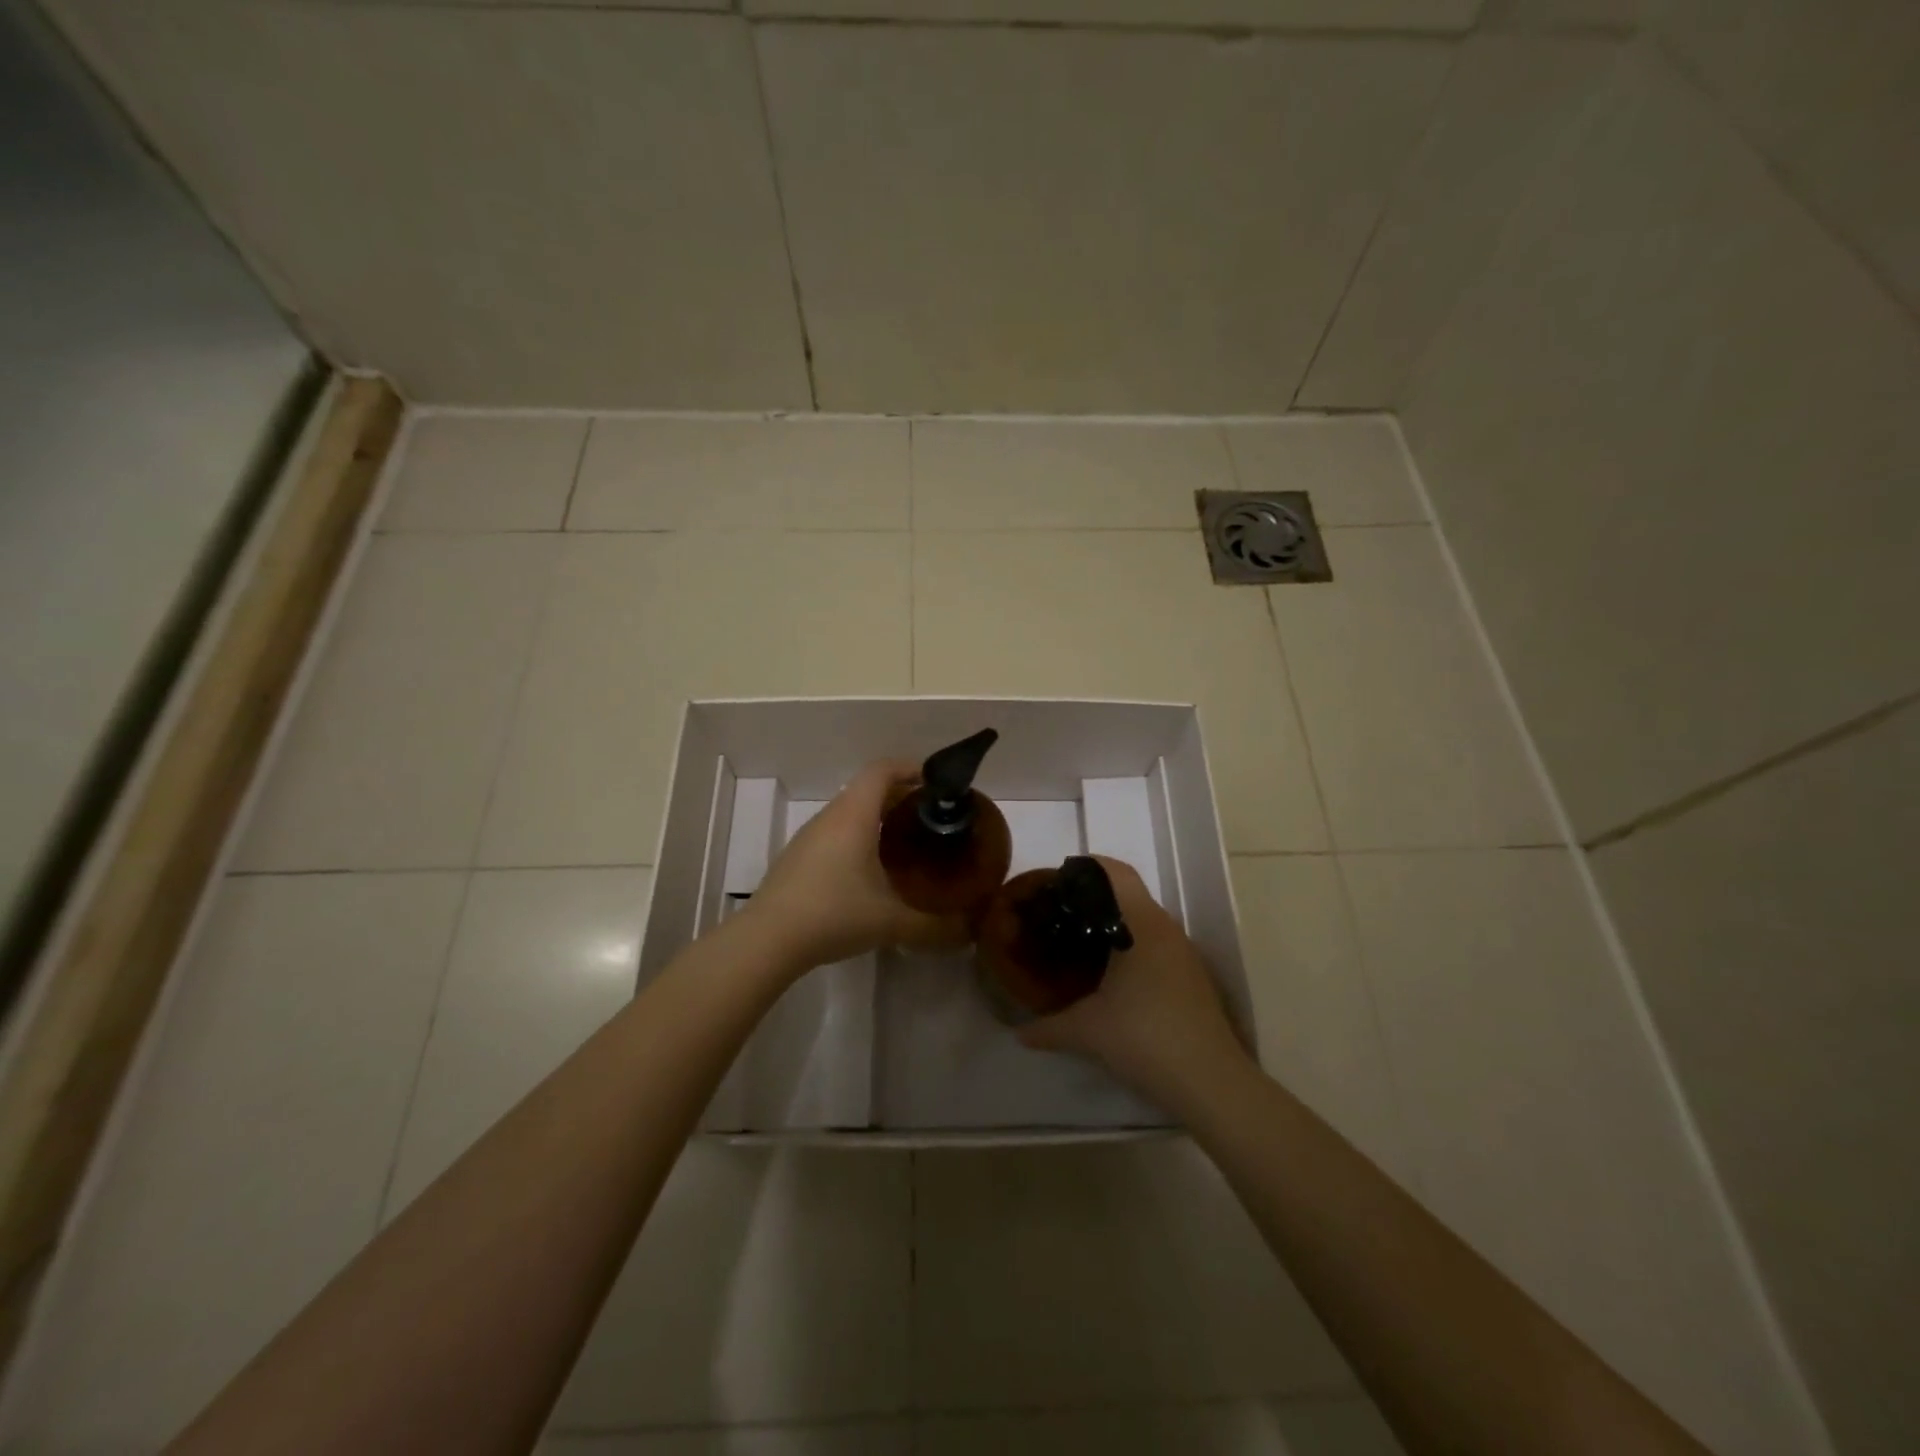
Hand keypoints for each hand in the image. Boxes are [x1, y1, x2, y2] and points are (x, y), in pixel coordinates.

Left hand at [745, 760, 969, 971]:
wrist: (768, 940)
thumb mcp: (892, 922)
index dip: (911, 769)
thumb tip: (969, 932)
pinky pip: (835, 832)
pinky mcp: (798, 858)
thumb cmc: (834, 914)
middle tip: (932, 819)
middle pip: (868, 789)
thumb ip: (935, 927)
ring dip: (878, 818)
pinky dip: (859, 837)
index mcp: (854, 815)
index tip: (937, 785)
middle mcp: (830, 816)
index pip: (883, 770)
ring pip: (849, 812)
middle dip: (902, 797)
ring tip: (907, 844)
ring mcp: (809, 837)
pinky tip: (871, 871)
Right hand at [1019, 856, 1248, 1104]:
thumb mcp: (1087, 1031)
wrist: (1211, 1083)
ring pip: (1146, 924)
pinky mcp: (1194, 979)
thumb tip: (1018, 1033)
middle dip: (1094, 900)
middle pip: (1129, 896)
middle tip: (1062, 916)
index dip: (1089, 866)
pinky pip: (1158, 947)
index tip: (1060, 879)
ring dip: (1116, 927)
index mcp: (1142, 925)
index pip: (1117, 873)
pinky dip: (1133, 949)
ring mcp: (1185, 955)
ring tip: (1082, 945)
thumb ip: (1048, 1027)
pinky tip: (1114, 979)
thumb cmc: (1145, 1038)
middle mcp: (1167, 930)